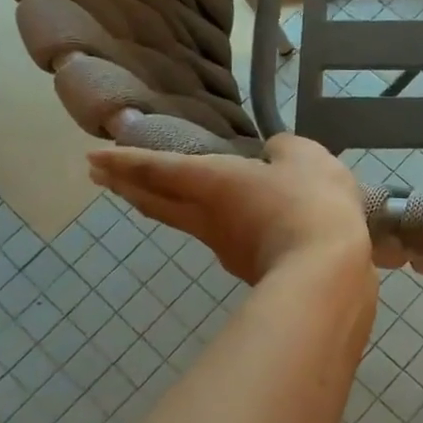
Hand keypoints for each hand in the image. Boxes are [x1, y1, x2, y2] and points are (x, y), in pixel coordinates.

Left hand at [87, 132, 371, 284]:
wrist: (329, 272)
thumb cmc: (309, 203)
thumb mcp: (304, 157)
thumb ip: (284, 149)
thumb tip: (275, 155)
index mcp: (213, 182)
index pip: (159, 168)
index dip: (126, 160)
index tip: (94, 158)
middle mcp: (208, 217)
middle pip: (157, 201)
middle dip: (126, 186)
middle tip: (101, 177)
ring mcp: (226, 248)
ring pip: (187, 222)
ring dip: (166, 206)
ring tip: (162, 195)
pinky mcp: (250, 268)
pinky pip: (225, 238)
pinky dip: (218, 224)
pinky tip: (237, 221)